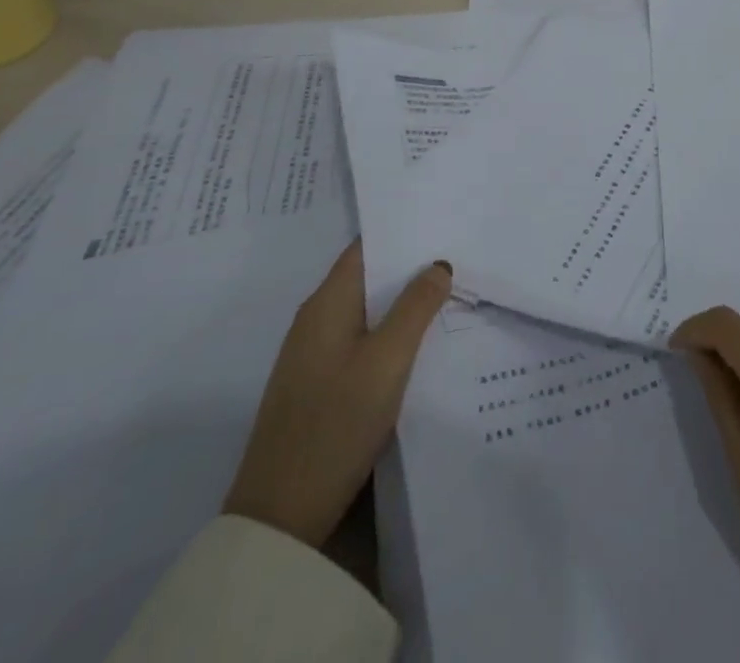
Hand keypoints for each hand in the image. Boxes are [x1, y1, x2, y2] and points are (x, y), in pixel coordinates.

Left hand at [224, 242, 451, 548]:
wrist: (280, 518)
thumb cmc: (335, 424)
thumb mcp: (387, 361)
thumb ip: (415, 307)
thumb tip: (438, 263)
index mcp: (326, 303)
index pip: (366, 247)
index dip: (403, 231)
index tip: (443, 222)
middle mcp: (315, 320)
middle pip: (368, 277)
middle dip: (410, 267)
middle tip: (459, 256)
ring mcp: (313, 355)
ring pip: (366, 312)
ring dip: (403, 303)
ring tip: (451, 294)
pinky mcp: (318, 386)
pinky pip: (361, 342)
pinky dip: (391, 333)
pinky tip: (421, 344)